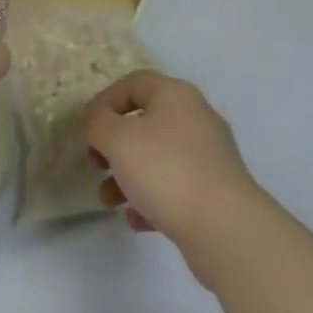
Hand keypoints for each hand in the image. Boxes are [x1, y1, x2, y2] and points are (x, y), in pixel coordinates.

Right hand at [85, 70, 262, 253]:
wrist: (225, 229)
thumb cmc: (166, 170)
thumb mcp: (118, 139)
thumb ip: (99, 123)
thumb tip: (99, 120)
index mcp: (176, 95)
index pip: (133, 83)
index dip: (105, 101)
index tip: (86, 129)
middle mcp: (195, 118)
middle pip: (144, 122)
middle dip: (114, 145)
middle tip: (97, 165)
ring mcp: (209, 156)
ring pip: (157, 158)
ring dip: (127, 177)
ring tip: (110, 201)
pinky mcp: (214, 192)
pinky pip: (174, 187)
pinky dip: (151, 199)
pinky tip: (137, 220)